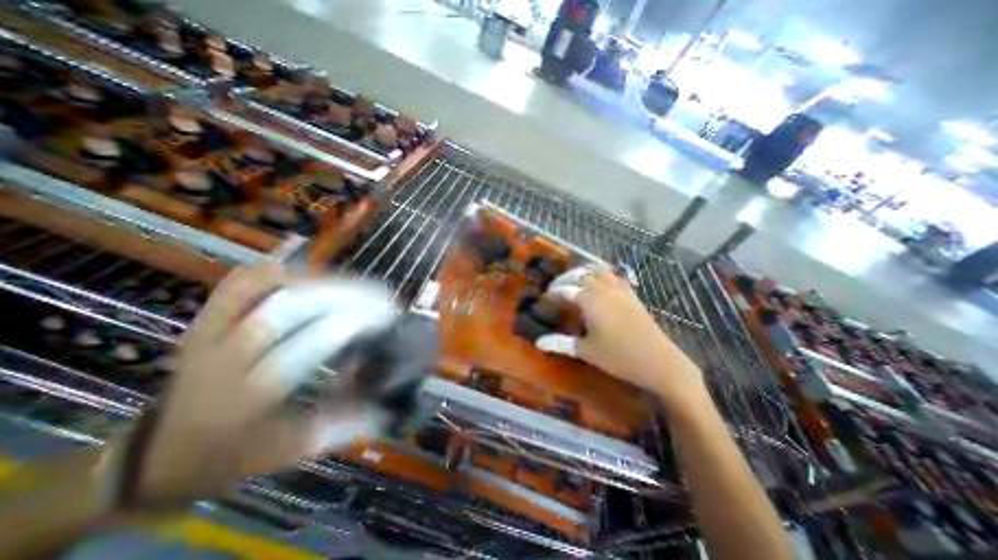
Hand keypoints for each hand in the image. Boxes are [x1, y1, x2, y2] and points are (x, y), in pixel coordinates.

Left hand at [131, 262, 394, 505]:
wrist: (156, 452)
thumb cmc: (229, 455)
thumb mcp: (287, 450)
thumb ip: (341, 424)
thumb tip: (387, 402)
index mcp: (242, 400)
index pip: (304, 348)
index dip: (350, 324)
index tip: (387, 316)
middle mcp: (220, 358)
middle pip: (284, 308)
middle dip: (343, 295)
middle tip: (380, 297)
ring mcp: (206, 330)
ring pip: (263, 286)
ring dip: (319, 280)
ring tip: (356, 287)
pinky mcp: (204, 316)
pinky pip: (243, 280)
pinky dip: (283, 272)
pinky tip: (313, 277)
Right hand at [534, 265, 704, 405]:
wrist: (659, 362)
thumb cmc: (619, 357)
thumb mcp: (586, 351)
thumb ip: (561, 343)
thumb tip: (539, 342)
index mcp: (590, 301)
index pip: (566, 289)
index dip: (554, 292)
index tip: (545, 298)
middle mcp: (604, 290)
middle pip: (581, 275)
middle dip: (566, 278)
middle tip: (556, 288)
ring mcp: (621, 291)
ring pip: (599, 271)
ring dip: (584, 272)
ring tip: (575, 280)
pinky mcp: (632, 296)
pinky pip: (616, 277)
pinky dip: (604, 274)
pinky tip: (601, 283)